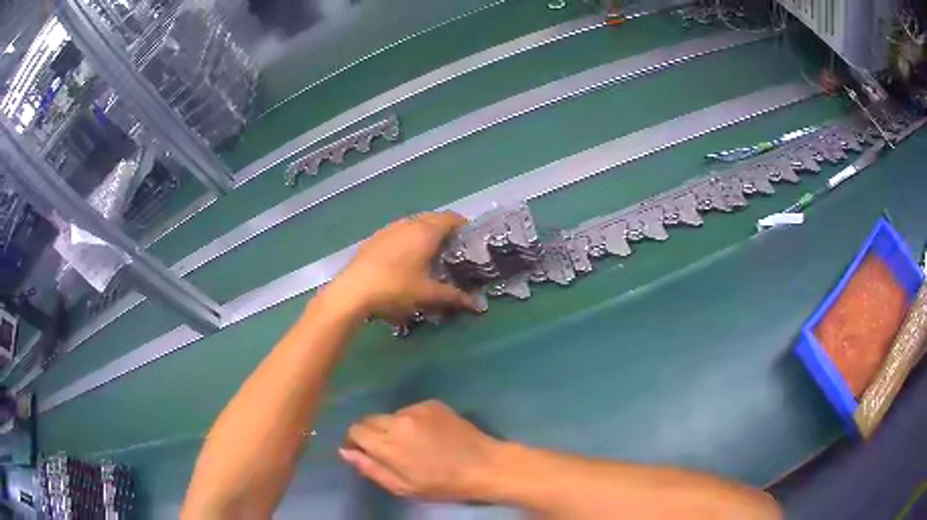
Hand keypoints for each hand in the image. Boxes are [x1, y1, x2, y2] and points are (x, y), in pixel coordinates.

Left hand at [327, 211, 475, 320]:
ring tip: (428, 254)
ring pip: (413, 224)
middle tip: (451, 250)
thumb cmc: (397, 288)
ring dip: (424, 234)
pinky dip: (407, 240)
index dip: (463, 226)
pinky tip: (403, 260)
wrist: (353, 290)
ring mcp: (389, 229)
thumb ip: (453, 297)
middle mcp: (409, 223)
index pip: (451, 218)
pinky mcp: (374, 238)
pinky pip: (398, 232)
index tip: (469, 240)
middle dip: (444, 230)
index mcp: (426, 231)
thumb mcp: (428, 295)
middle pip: (432, 219)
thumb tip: (476, 304)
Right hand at [340, 400, 502, 500]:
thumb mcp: (403, 487)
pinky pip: (410, 411)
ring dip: (392, 428)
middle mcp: (398, 420)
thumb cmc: (443, 484)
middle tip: (389, 452)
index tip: (365, 453)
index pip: (356, 431)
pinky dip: (411, 422)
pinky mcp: (432, 403)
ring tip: (413, 445)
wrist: (484, 465)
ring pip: (390, 416)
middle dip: (372, 434)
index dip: (356, 442)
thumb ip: (371, 468)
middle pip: (369, 420)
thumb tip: (345, 452)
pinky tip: (429, 436)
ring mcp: (417, 409)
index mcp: (389, 444)